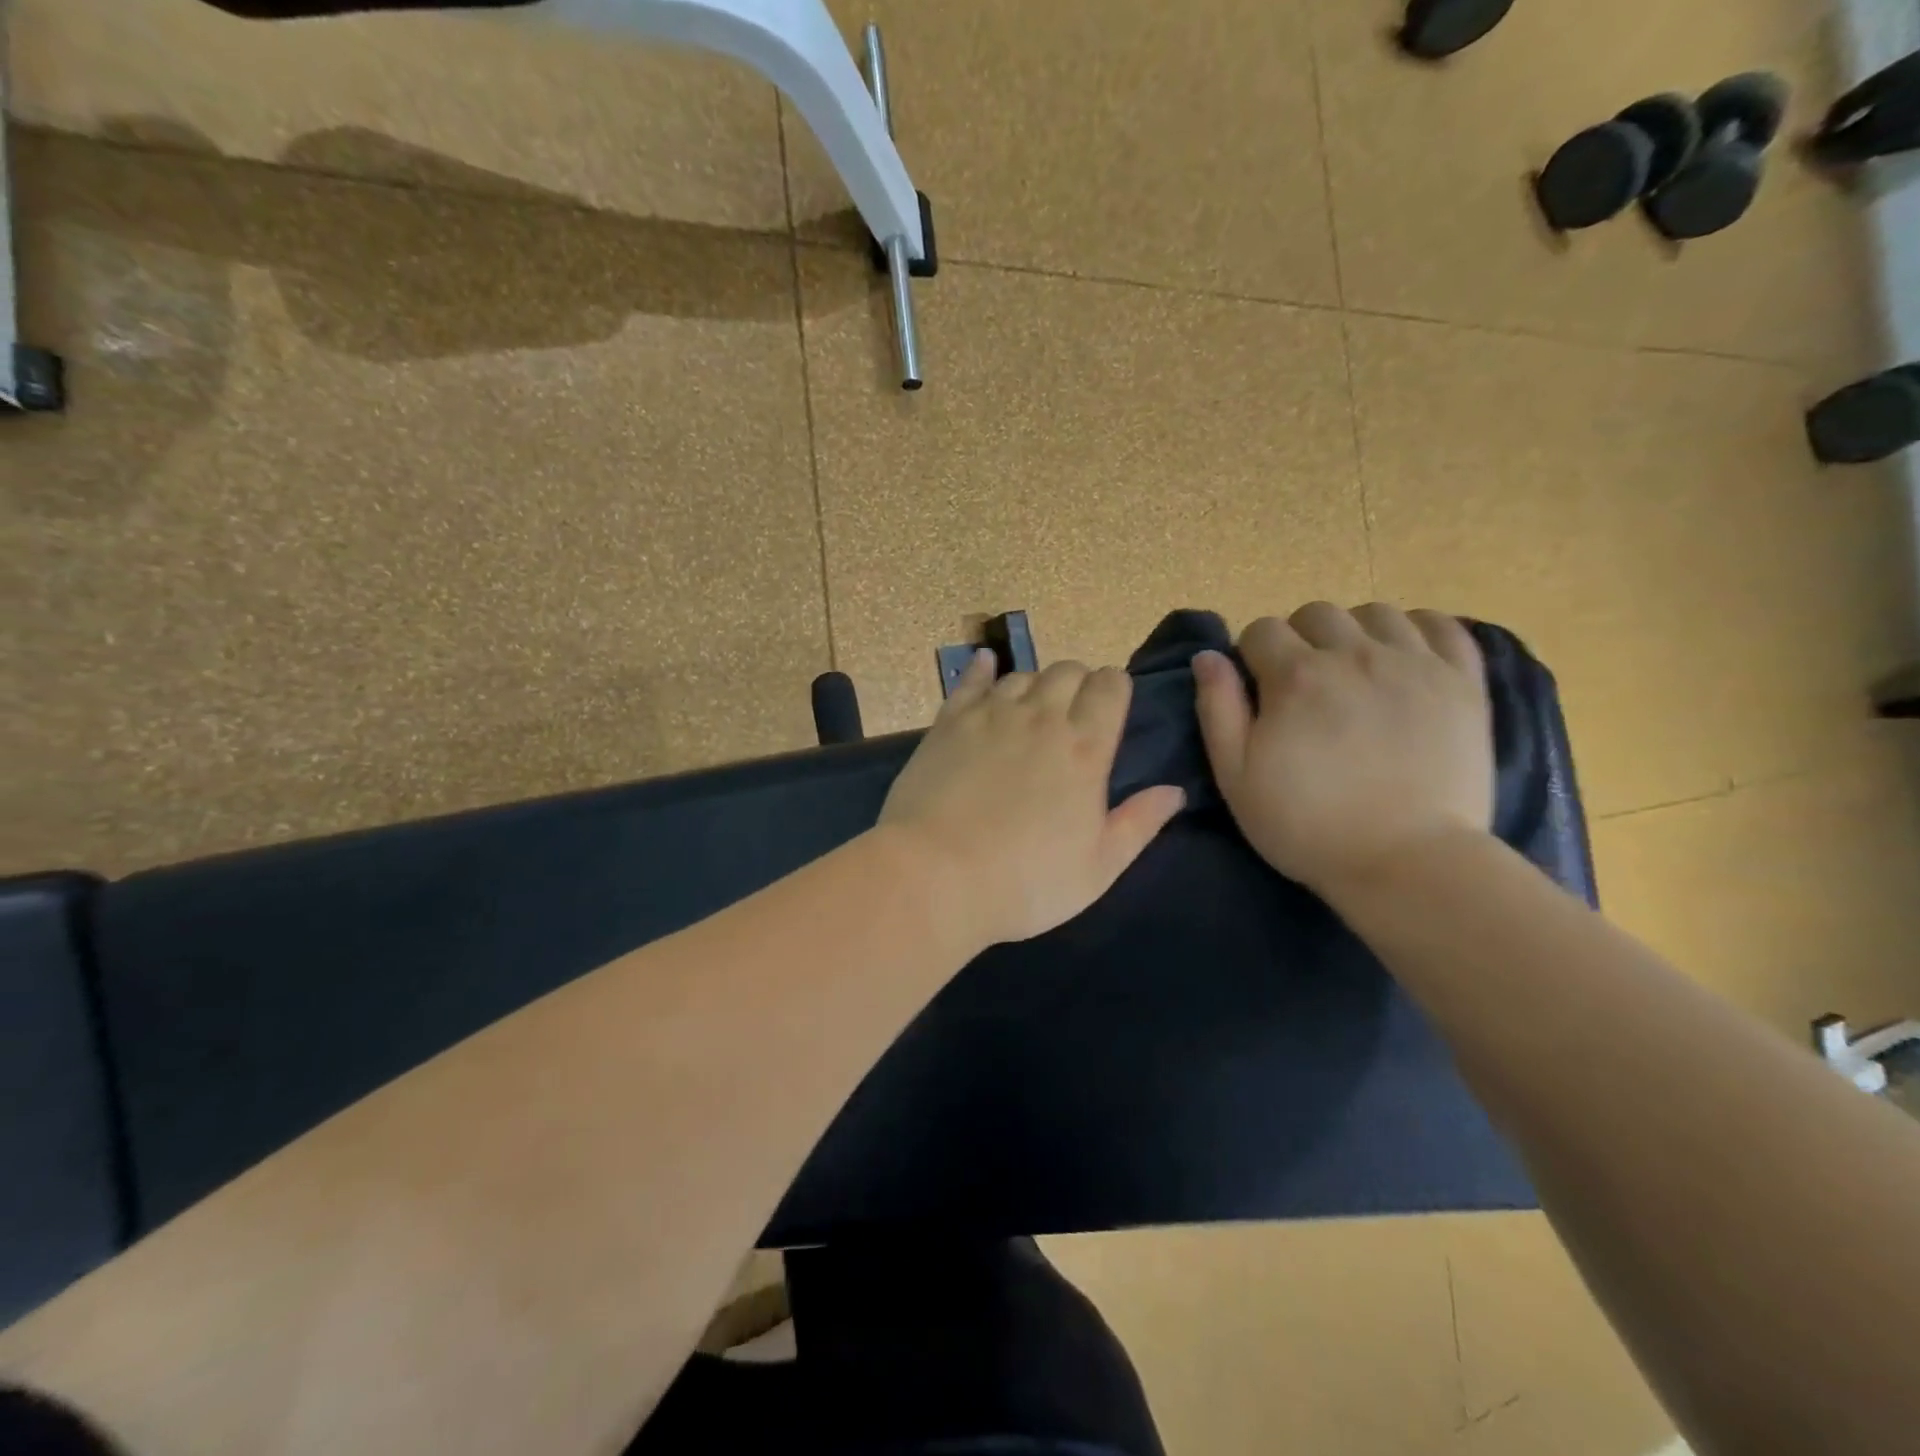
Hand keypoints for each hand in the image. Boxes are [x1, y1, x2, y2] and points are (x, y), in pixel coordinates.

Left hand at [880, 650, 1185, 948]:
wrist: (937, 876)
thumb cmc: (1026, 881)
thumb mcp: (1099, 867)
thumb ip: (1140, 823)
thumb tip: (1175, 791)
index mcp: (1085, 747)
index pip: (1110, 685)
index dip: (1115, 690)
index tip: (1110, 711)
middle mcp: (1041, 717)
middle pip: (1068, 670)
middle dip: (1078, 684)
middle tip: (1072, 717)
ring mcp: (990, 714)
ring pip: (1022, 674)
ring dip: (1034, 686)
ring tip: (1031, 712)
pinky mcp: (949, 722)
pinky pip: (970, 680)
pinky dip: (982, 669)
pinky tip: (986, 665)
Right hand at [1192, 602, 1492, 898]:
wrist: (1407, 863)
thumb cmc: (1307, 825)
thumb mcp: (1236, 776)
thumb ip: (1217, 708)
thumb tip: (1208, 656)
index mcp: (1296, 677)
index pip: (1261, 630)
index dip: (1251, 656)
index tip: (1257, 690)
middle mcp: (1354, 655)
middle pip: (1316, 614)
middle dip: (1299, 638)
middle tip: (1303, 684)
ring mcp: (1415, 664)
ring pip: (1377, 612)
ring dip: (1355, 631)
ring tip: (1354, 670)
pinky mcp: (1463, 683)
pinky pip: (1443, 626)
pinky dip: (1419, 630)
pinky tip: (1406, 657)